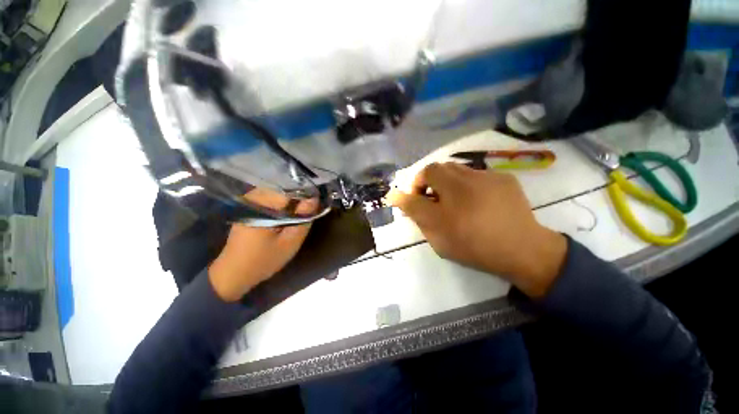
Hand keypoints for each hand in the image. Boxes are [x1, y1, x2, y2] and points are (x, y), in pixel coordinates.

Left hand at [208, 188, 317, 301]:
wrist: (234, 272)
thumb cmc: (264, 259)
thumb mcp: (290, 242)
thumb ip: (303, 218)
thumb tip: (314, 199)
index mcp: (263, 207)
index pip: (290, 189)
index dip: (305, 193)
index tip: (315, 202)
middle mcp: (254, 199)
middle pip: (283, 186)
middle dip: (298, 194)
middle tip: (308, 208)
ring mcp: (249, 202)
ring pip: (276, 190)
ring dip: (290, 198)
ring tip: (299, 210)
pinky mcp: (248, 207)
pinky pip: (269, 196)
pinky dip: (281, 201)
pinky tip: (286, 212)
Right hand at [387, 163, 566, 297]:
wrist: (523, 252)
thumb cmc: (473, 247)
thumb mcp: (436, 235)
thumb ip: (414, 212)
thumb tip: (395, 195)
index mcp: (451, 194)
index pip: (421, 177)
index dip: (414, 186)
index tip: (416, 200)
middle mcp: (468, 179)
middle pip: (438, 168)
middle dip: (429, 182)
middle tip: (433, 200)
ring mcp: (488, 176)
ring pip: (456, 168)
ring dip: (447, 181)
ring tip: (454, 201)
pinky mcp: (504, 178)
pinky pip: (476, 174)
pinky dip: (468, 184)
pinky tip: (476, 201)